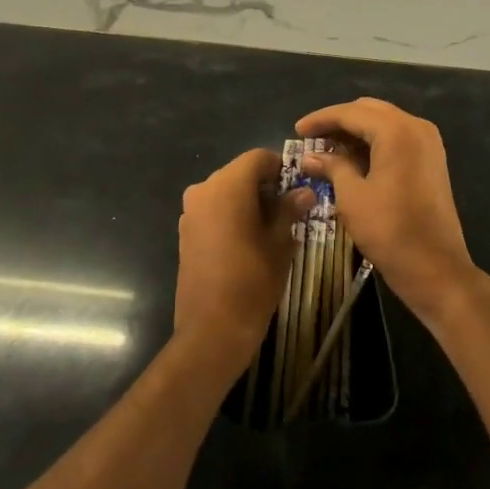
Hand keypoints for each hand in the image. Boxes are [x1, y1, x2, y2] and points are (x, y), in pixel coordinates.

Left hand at [174, 149, 304, 377]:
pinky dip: (231, 214)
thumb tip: (304, 193)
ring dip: (248, 200)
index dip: (280, 167)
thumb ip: (289, 210)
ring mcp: (190, 211)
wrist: (212, 329)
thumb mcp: (279, 243)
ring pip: (225, 191)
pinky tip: (248, 239)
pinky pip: (212, 210)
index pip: (258, 158)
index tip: (298, 186)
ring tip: (271, 227)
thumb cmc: (252, 280)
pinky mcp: (185, 232)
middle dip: (265, 185)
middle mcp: (204, 190)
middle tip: (290, 208)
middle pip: (239, 172)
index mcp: (227, 186)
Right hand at [295, 98, 478, 327]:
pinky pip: (397, 137)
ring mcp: (428, 142)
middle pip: (369, 111)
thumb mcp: (352, 197)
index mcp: (396, 131)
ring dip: (356, 131)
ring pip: (384, 122)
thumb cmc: (389, 231)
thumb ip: (332, 167)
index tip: (297, 131)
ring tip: (327, 148)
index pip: (350, 113)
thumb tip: (310, 157)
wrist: (436, 268)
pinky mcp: (432, 159)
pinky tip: (352, 158)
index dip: (321, 120)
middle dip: (339, 121)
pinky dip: (374, 142)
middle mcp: (416, 127)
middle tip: (312, 138)